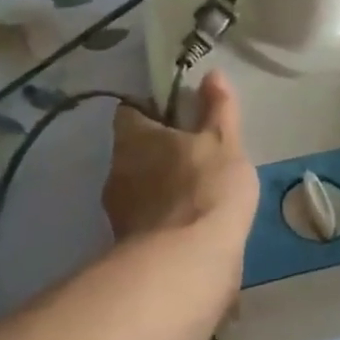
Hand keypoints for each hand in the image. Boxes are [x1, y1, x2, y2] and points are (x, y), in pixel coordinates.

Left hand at [103, 71, 258, 255]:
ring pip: (138, 189)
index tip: (178, 114)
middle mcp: (117, 171)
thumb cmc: (205, 189)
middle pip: (133, 152)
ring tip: (196, 193)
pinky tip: (191, 227)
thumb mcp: (222, 142)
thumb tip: (212, 74)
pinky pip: (147, 223)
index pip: (130, 112)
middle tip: (194, 154)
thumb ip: (218, 109)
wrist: (187, 265)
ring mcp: (119, 213)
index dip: (151, 110)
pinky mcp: (128, 248)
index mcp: (133, 138)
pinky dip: (164, 222)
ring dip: (160, 189)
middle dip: (157, 153)